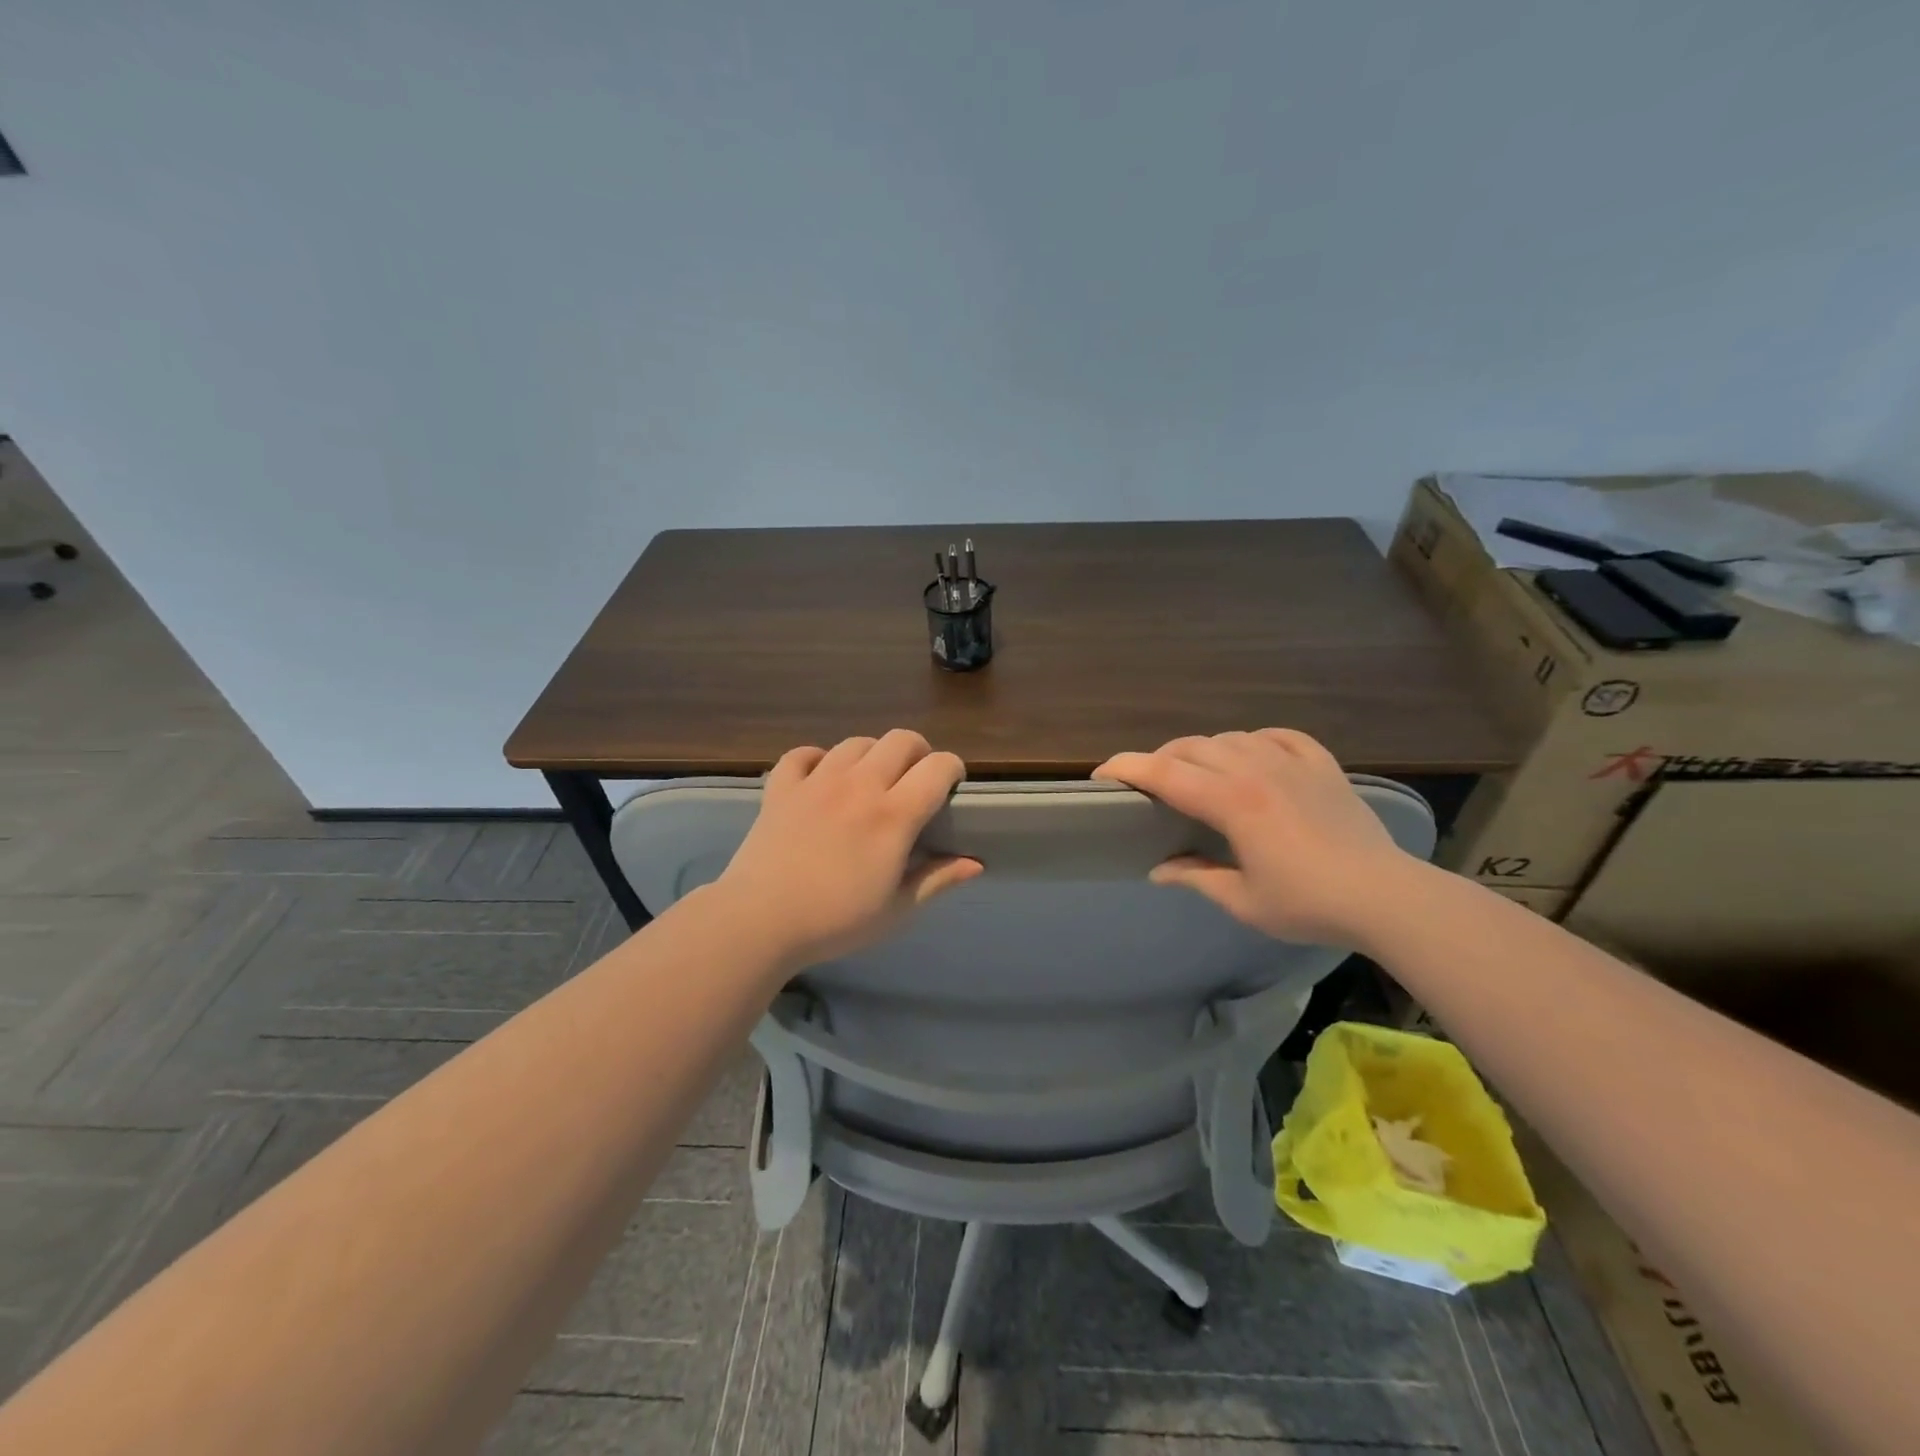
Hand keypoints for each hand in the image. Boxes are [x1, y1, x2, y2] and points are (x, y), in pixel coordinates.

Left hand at [712, 730, 982, 969]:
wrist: (759, 922)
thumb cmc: (835, 921)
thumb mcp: (896, 910)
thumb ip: (937, 879)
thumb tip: (976, 863)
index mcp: (893, 815)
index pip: (938, 767)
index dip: (953, 769)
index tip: (952, 788)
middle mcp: (859, 785)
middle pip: (900, 739)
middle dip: (918, 752)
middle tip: (914, 781)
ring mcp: (817, 781)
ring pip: (856, 742)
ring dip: (872, 755)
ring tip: (870, 781)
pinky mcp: (782, 787)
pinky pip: (802, 754)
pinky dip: (817, 759)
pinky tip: (821, 778)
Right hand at [1092, 728, 1424, 945]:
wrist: (1386, 896)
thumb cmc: (1309, 904)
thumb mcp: (1243, 901)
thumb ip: (1196, 877)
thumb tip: (1159, 869)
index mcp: (1231, 802)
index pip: (1164, 773)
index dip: (1126, 768)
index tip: (1102, 775)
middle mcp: (1255, 770)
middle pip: (1191, 747)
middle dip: (1161, 760)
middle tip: (1150, 786)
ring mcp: (1291, 762)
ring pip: (1230, 737)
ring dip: (1203, 750)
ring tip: (1198, 773)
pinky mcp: (1321, 764)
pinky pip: (1278, 735)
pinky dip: (1254, 740)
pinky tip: (1252, 755)